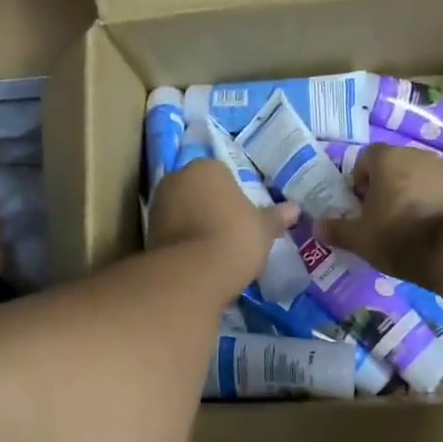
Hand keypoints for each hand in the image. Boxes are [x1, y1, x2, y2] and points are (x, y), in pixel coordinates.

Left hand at [148, 159, 299, 290]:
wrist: (192, 274)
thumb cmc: (234, 238)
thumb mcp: (263, 229)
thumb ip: (276, 217)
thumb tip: (294, 209)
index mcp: (207, 167)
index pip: (223, 174)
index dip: (235, 196)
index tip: (244, 217)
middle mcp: (177, 178)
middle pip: (199, 190)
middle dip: (211, 207)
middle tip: (231, 232)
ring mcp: (158, 204)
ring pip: (183, 210)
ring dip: (195, 224)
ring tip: (215, 250)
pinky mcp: (147, 232)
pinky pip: (172, 232)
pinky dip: (183, 242)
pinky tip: (198, 261)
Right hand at [317, 144, 442, 286]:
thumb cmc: (397, 234)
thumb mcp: (359, 238)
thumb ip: (336, 229)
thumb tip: (317, 227)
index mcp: (386, 158)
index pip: (364, 158)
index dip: (357, 181)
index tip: (358, 205)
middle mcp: (413, 155)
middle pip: (389, 166)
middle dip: (380, 187)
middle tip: (375, 215)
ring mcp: (439, 170)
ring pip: (411, 178)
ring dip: (402, 194)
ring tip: (398, 224)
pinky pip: (430, 191)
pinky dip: (423, 203)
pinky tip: (420, 228)